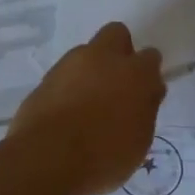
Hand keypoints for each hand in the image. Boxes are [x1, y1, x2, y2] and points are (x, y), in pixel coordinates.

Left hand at [8, 22, 164, 194]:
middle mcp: (102, 59)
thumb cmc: (104, 156)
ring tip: (88, 105)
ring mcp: (69, 65)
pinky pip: (63, 76)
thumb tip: (145, 94)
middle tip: (118, 84)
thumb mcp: (140, 140)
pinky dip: (68, 88)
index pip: (150, 57)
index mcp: (134, 73)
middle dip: (120, 52)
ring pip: (86, 53)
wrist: (47, 159)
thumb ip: (145, 110)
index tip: (144, 95)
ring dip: (91, 70)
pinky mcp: (44, 79)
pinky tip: (67, 114)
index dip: (148, 75)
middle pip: (116, 34)